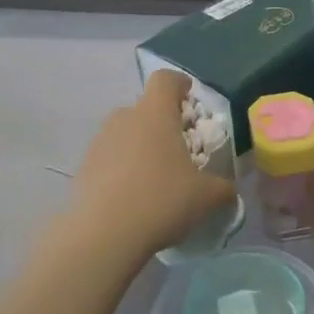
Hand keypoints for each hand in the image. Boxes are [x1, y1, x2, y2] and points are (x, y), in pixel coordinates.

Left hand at [69, 71, 235, 257]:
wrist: (104, 233)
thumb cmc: (162, 200)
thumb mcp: (206, 197)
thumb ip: (223, 187)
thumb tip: (229, 189)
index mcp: (155, 114)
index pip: (165, 80)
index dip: (179, 84)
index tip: (189, 96)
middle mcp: (124, 119)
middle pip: (144, 108)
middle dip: (161, 123)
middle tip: (177, 149)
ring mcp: (100, 142)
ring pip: (125, 133)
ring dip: (140, 146)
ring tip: (154, 177)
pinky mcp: (84, 167)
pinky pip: (109, 158)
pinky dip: (122, 169)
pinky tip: (132, 197)